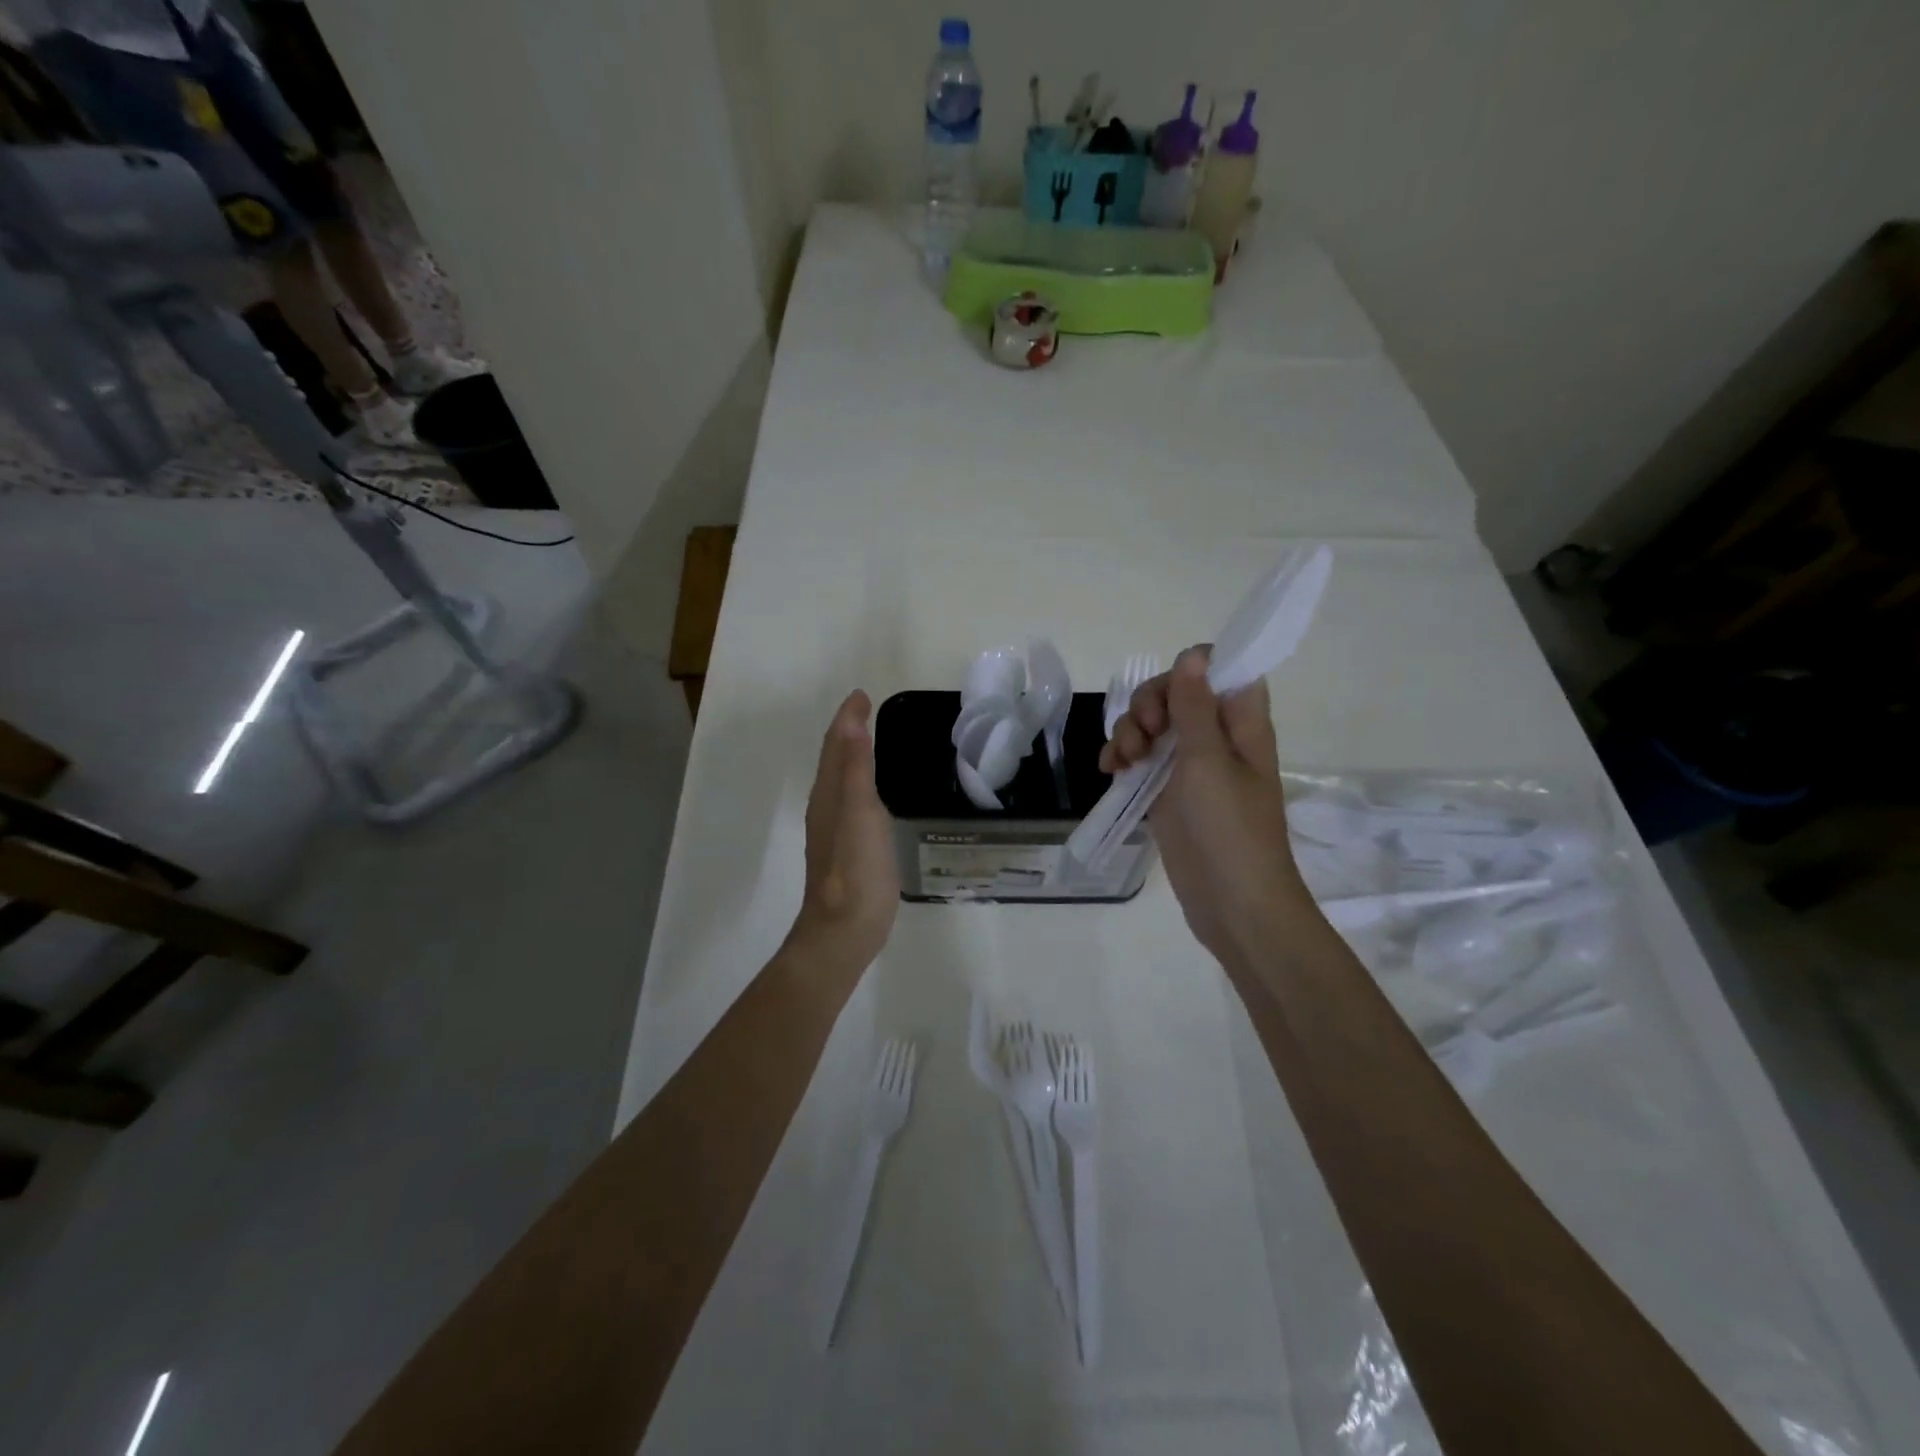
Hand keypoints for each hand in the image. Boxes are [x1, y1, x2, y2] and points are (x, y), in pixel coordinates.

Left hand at [788, 690, 899, 975]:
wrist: (844, 931)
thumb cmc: (856, 870)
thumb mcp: (860, 813)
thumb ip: (856, 769)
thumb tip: (851, 724)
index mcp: (828, 794)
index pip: (836, 745)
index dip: (847, 718)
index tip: (862, 694)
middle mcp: (826, 807)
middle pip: (834, 759)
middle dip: (847, 731)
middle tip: (866, 710)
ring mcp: (835, 830)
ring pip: (841, 780)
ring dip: (852, 755)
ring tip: (870, 740)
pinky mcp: (848, 849)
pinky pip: (852, 801)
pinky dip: (861, 783)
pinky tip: (874, 793)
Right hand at [1098, 648, 1311, 971]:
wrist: (1231, 902)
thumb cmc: (1228, 828)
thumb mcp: (1207, 761)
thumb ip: (1195, 707)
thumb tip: (1194, 654)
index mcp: (1240, 722)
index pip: (1221, 669)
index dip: (1191, 669)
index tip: (1168, 693)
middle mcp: (1217, 736)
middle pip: (1177, 693)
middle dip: (1148, 705)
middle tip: (1143, 734)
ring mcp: (1190, 765)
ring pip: (1153, 724)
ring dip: (1129, 732)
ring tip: (1124, 762)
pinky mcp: (1168, 791)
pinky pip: (1141, 757)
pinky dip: (1122, 757)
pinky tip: (1110, 770)